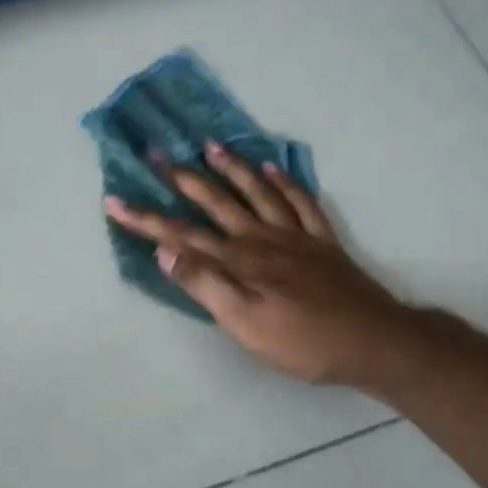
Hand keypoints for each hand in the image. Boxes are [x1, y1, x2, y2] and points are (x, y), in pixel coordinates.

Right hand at [105, 144, 409, 388]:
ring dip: (231, 168)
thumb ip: (204, 284)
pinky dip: (285, 182)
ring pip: (256, 193)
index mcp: (238, 260)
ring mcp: (294, 236)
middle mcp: (261, 238)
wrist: (373, 341)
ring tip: (210, 146)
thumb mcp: (244, 324)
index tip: (114, 200)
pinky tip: (273, 168)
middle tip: (157, 152)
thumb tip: (165, 250)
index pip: (180, 234)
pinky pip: (301, 203)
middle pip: (215, 202)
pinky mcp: (322, 242)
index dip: (145, 218)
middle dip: (182, 178)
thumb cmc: (302, 341)